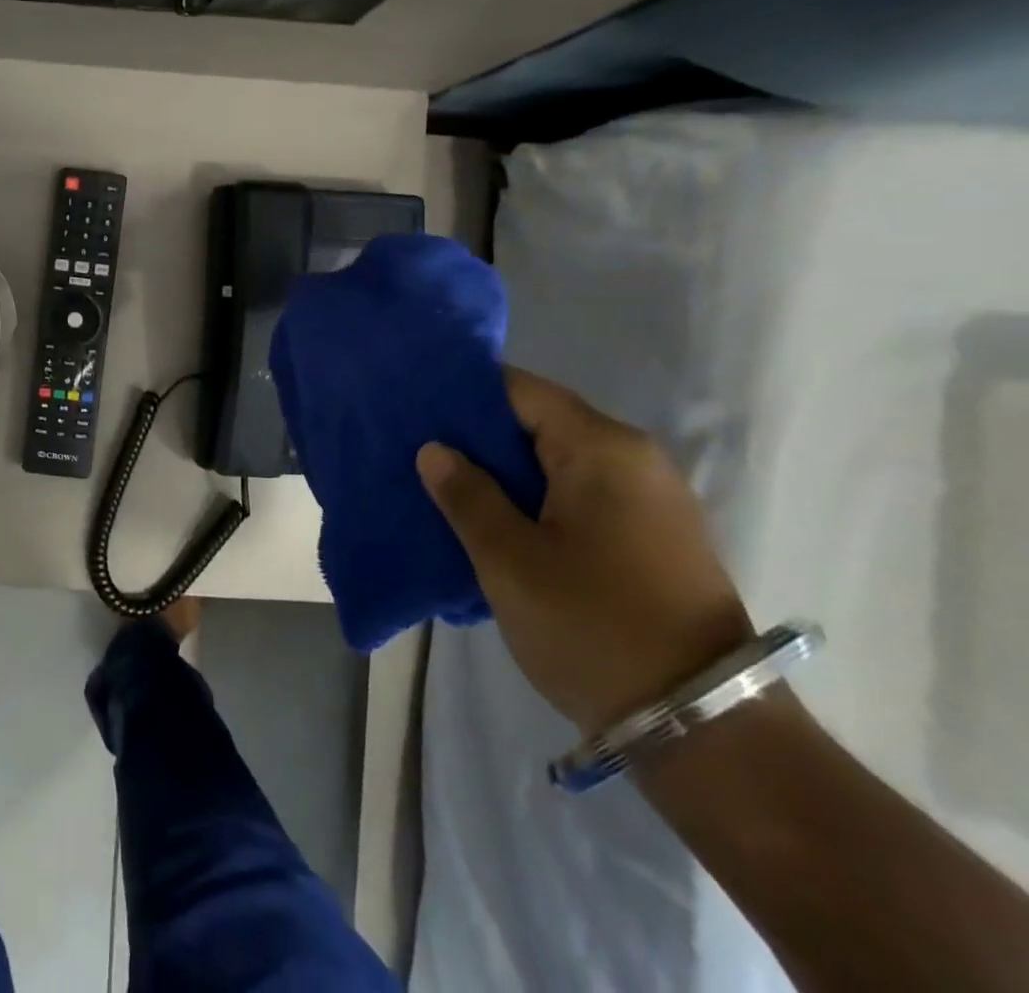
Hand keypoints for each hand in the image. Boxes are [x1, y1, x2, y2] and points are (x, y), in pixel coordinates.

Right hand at [417, 368, 753, 734]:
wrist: (705, 729)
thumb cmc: (593, 626)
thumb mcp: (509, 559)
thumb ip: (466, 495)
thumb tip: (435, 450)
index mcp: (602, 448)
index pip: (519, 391)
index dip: (463, 395)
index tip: (415, 411)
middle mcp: (633, 460)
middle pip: (537, 424)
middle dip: (477, 438)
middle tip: (418, 454)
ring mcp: (648, 501)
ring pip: (555, 464)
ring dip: (502, 475)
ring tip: (444, 489)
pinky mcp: (651, 538)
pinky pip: (577, 497)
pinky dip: (532, 501)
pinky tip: (493, 524)